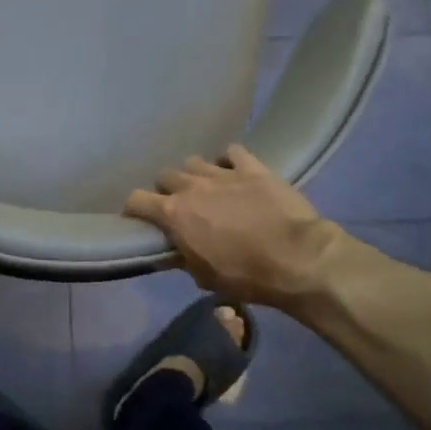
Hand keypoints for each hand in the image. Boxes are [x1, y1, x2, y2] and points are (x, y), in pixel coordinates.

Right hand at [123, 146, 343, 308]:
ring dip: (194, 174)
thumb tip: (174, 251)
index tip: (137, 219)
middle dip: (166, 190)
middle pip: (164, 176)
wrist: (297, 259)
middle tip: (177, 206)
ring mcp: (223, 173)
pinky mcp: (252, 168)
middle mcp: (192, 187)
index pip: (136, 200)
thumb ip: (183, 258)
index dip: (133, 209)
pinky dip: (228, 160)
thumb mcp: (204, 277)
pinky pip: (232, 152)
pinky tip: (233, 171)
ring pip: (194, 162)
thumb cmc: (246, 276)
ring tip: (205, 188)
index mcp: (174, 214)